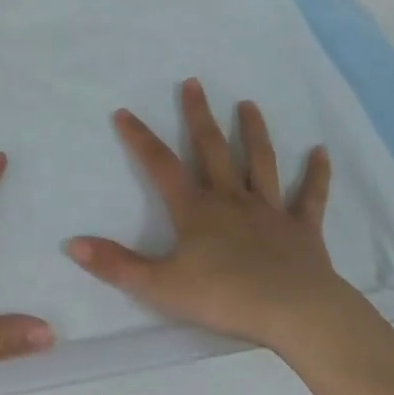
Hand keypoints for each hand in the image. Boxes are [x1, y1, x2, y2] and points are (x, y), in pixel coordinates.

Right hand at [67, 78, 349, 355]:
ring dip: (253, 132)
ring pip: (260, 163)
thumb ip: (117, 265)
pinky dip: (317, 175)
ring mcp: (269, 211)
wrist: (294, 313)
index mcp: (196, 209)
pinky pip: (310, 198)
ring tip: (249, 104)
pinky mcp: (302, 229)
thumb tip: (72, 244)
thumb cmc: (224, 297)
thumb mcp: (161, 286)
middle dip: (199, 115)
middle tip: (194, 82)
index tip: (124, 111)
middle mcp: (231, 199)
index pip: (160, 165)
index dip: (140, 138)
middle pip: (212, 149)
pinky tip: (321, 152)